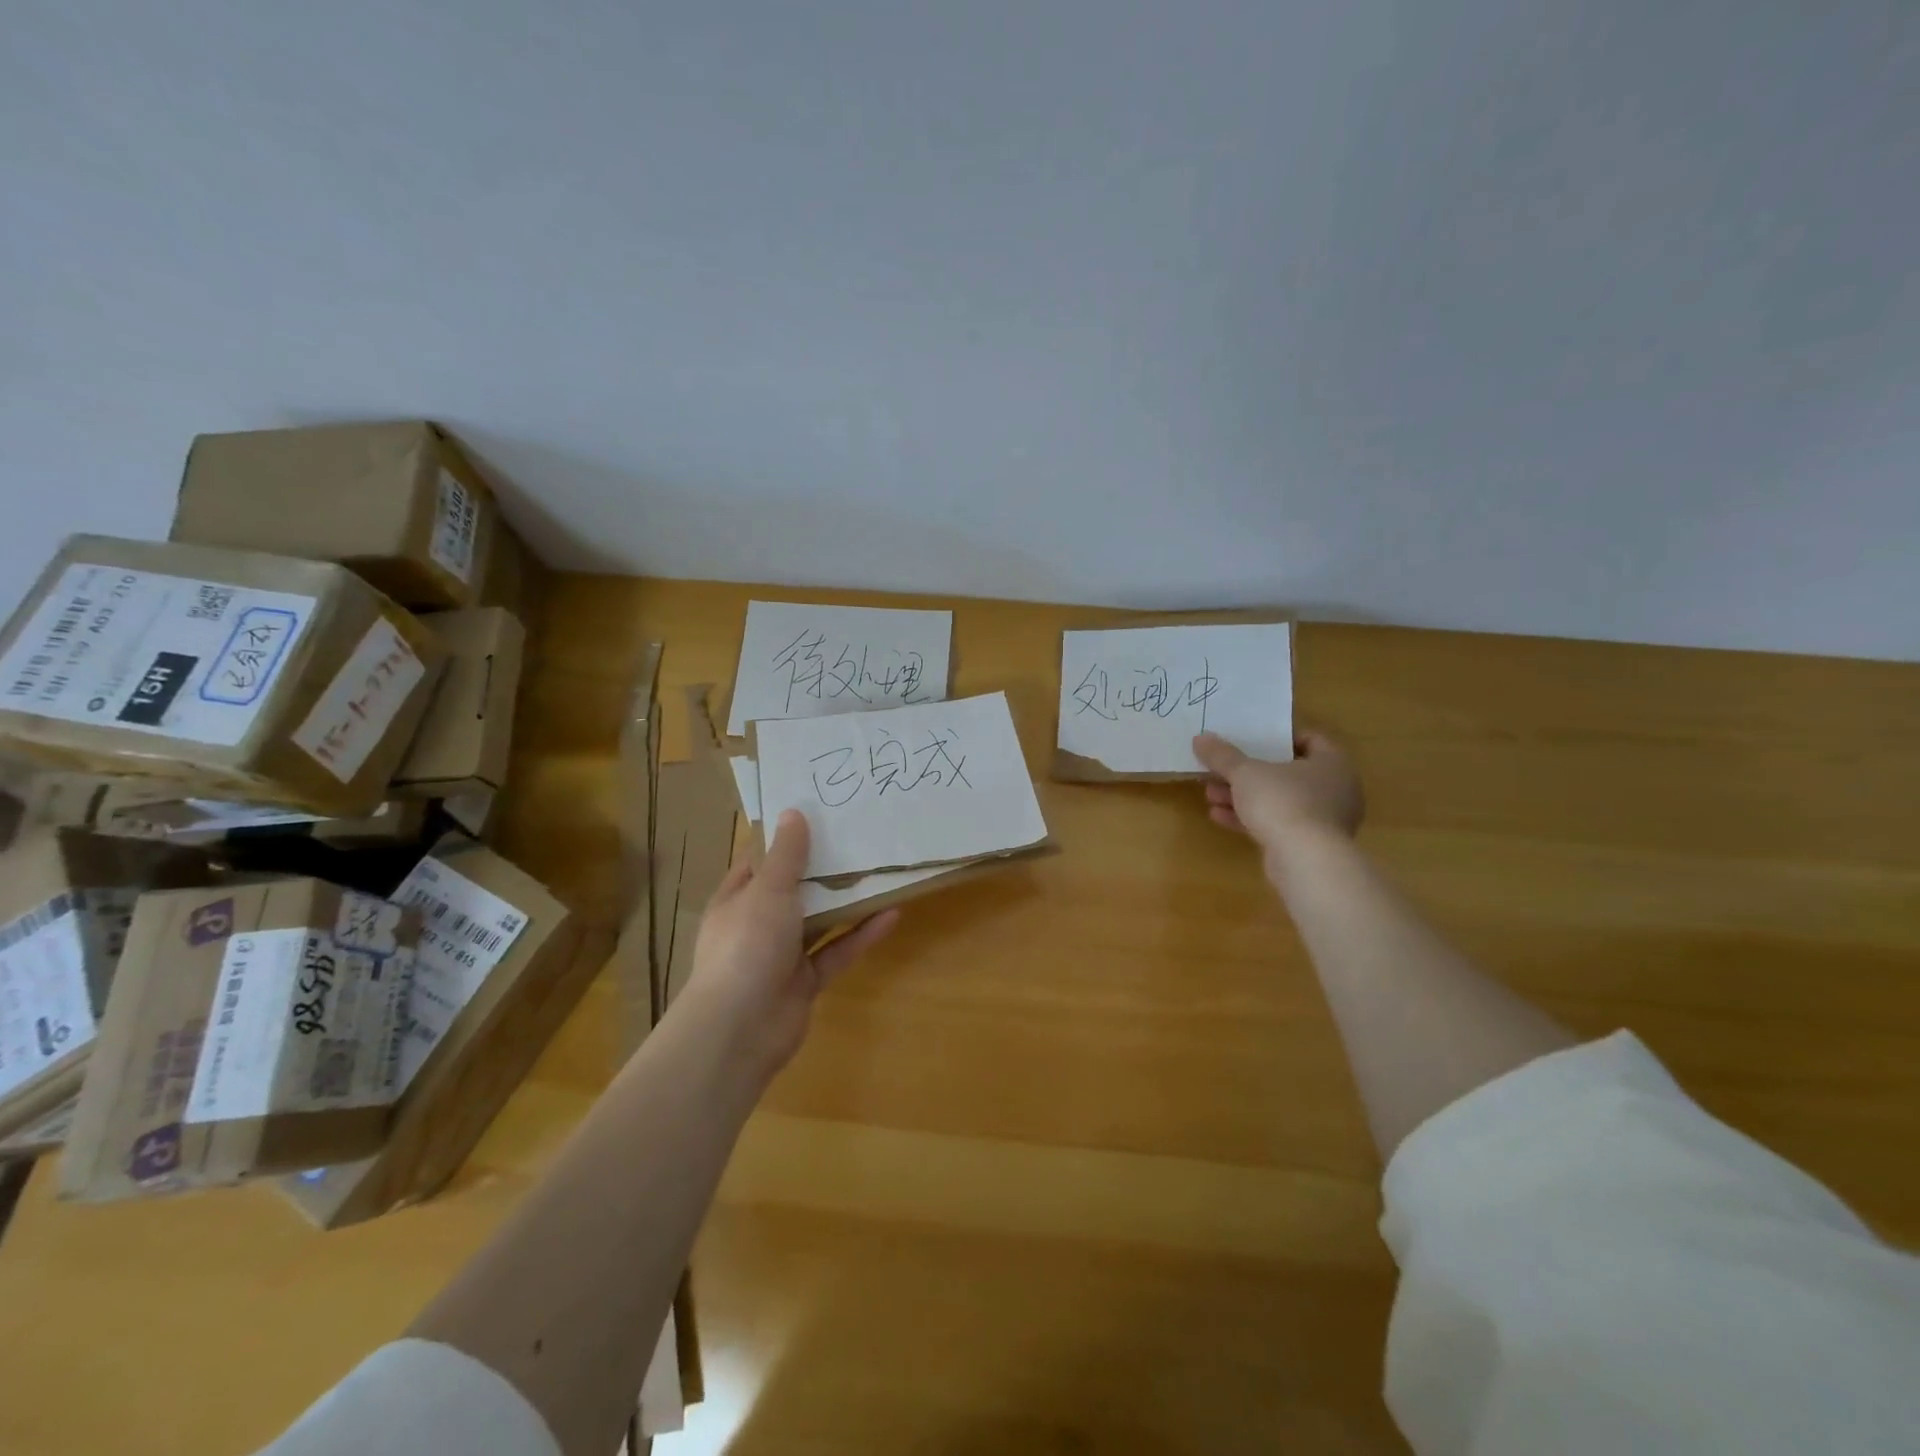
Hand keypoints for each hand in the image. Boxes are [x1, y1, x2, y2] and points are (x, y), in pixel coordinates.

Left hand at [683, 809, 899, 1077]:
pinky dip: (861, 935)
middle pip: (794, 889)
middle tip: (859, 837)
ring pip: (819, 921)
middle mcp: (757, 924)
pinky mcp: (806, 981)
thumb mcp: (767, 890)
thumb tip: (794, 812)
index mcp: (737, 899)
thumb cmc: (747, 945)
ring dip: (846, 901)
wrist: (740, 1029)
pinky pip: (837, 951)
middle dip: (823, 868)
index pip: (759, 861)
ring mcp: (782, 954)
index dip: (784, 838)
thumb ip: (786, 855)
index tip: (817, 813)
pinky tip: (891, 914)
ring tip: (880, 872)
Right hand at [1192, 730, 1364, 873]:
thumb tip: (1200, 738)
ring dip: (1244, 797)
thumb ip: (1222, 755)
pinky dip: (1251, 819)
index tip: (1249, 740)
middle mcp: (1335, 790)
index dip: (1278, 738)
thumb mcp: (1245, 773)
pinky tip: (1219, 817)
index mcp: (1332, 763)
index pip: (1309, 740)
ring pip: (1279, 801)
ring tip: (1211, 795)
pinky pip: (1278, 824)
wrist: (1305, 861)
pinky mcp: (1310, 846)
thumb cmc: (1283, 802)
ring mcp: (1324, 821)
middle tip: (1220, 771)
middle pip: (1286, 773)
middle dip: (1249, 773)